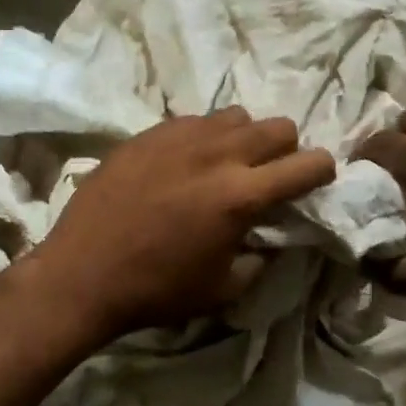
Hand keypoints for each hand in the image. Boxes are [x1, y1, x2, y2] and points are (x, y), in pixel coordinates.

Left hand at [29, 108, 336, 337]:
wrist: (82, 274)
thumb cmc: (157, 290)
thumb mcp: (223, 290)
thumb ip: (259, 258)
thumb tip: (268, 238)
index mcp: (242, 195)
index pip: (307, 164)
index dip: (322, 171)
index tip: (317, 180)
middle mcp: (218, 154)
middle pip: (279, 126)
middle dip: (287, 150)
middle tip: (269, 176)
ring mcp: (180, 137)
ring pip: (237, 115)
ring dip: (245, 139)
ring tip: (226, 165)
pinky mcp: (149, 133)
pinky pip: (194, 120)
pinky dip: (204, 137)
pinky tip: (184, 163)